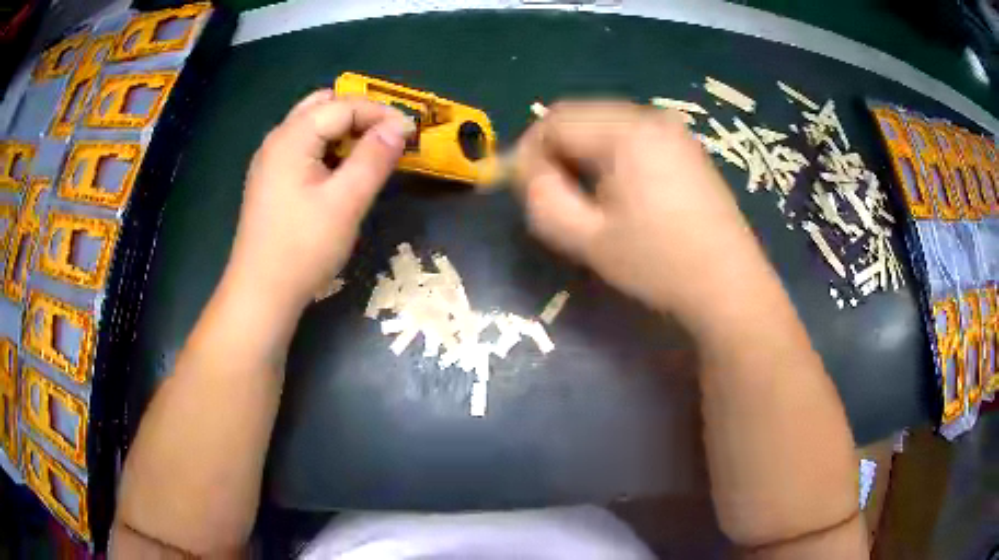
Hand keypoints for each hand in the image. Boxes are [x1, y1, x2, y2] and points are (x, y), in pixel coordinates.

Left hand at [224, 91, 414, 311]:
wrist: (261, 294)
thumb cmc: (302, 248)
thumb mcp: (346, 202)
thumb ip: (374, 158)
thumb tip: (399, 127)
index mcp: (292, 137)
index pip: (343, 106)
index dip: (381, 113)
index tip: (412, 133)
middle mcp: (277, 140)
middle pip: (323, 107)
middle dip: (360, 115)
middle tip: (388, 138)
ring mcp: (270, 162)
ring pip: (313, 127)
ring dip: (344, 132)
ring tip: (371, 154)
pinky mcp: (271, 182)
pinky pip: (304, 149)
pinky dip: (329, 149)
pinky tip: (342, 173)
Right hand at [514, 101, 762, 321]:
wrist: (730, 285)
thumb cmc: (660, 264)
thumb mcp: (588, 239)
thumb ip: (541, 198)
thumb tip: (524, 170)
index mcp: (627, 131)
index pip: (554, 120)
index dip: (528, 151)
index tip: (522, 189)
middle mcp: (650, 116)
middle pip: (579, 115)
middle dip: (554, 151)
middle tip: (551, 195)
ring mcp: (673, 128)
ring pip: (603, 124)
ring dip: (581, 153)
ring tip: (584, 197)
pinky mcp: (685, 145)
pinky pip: (630, 135)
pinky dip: (609, 155)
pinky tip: (617, 191)